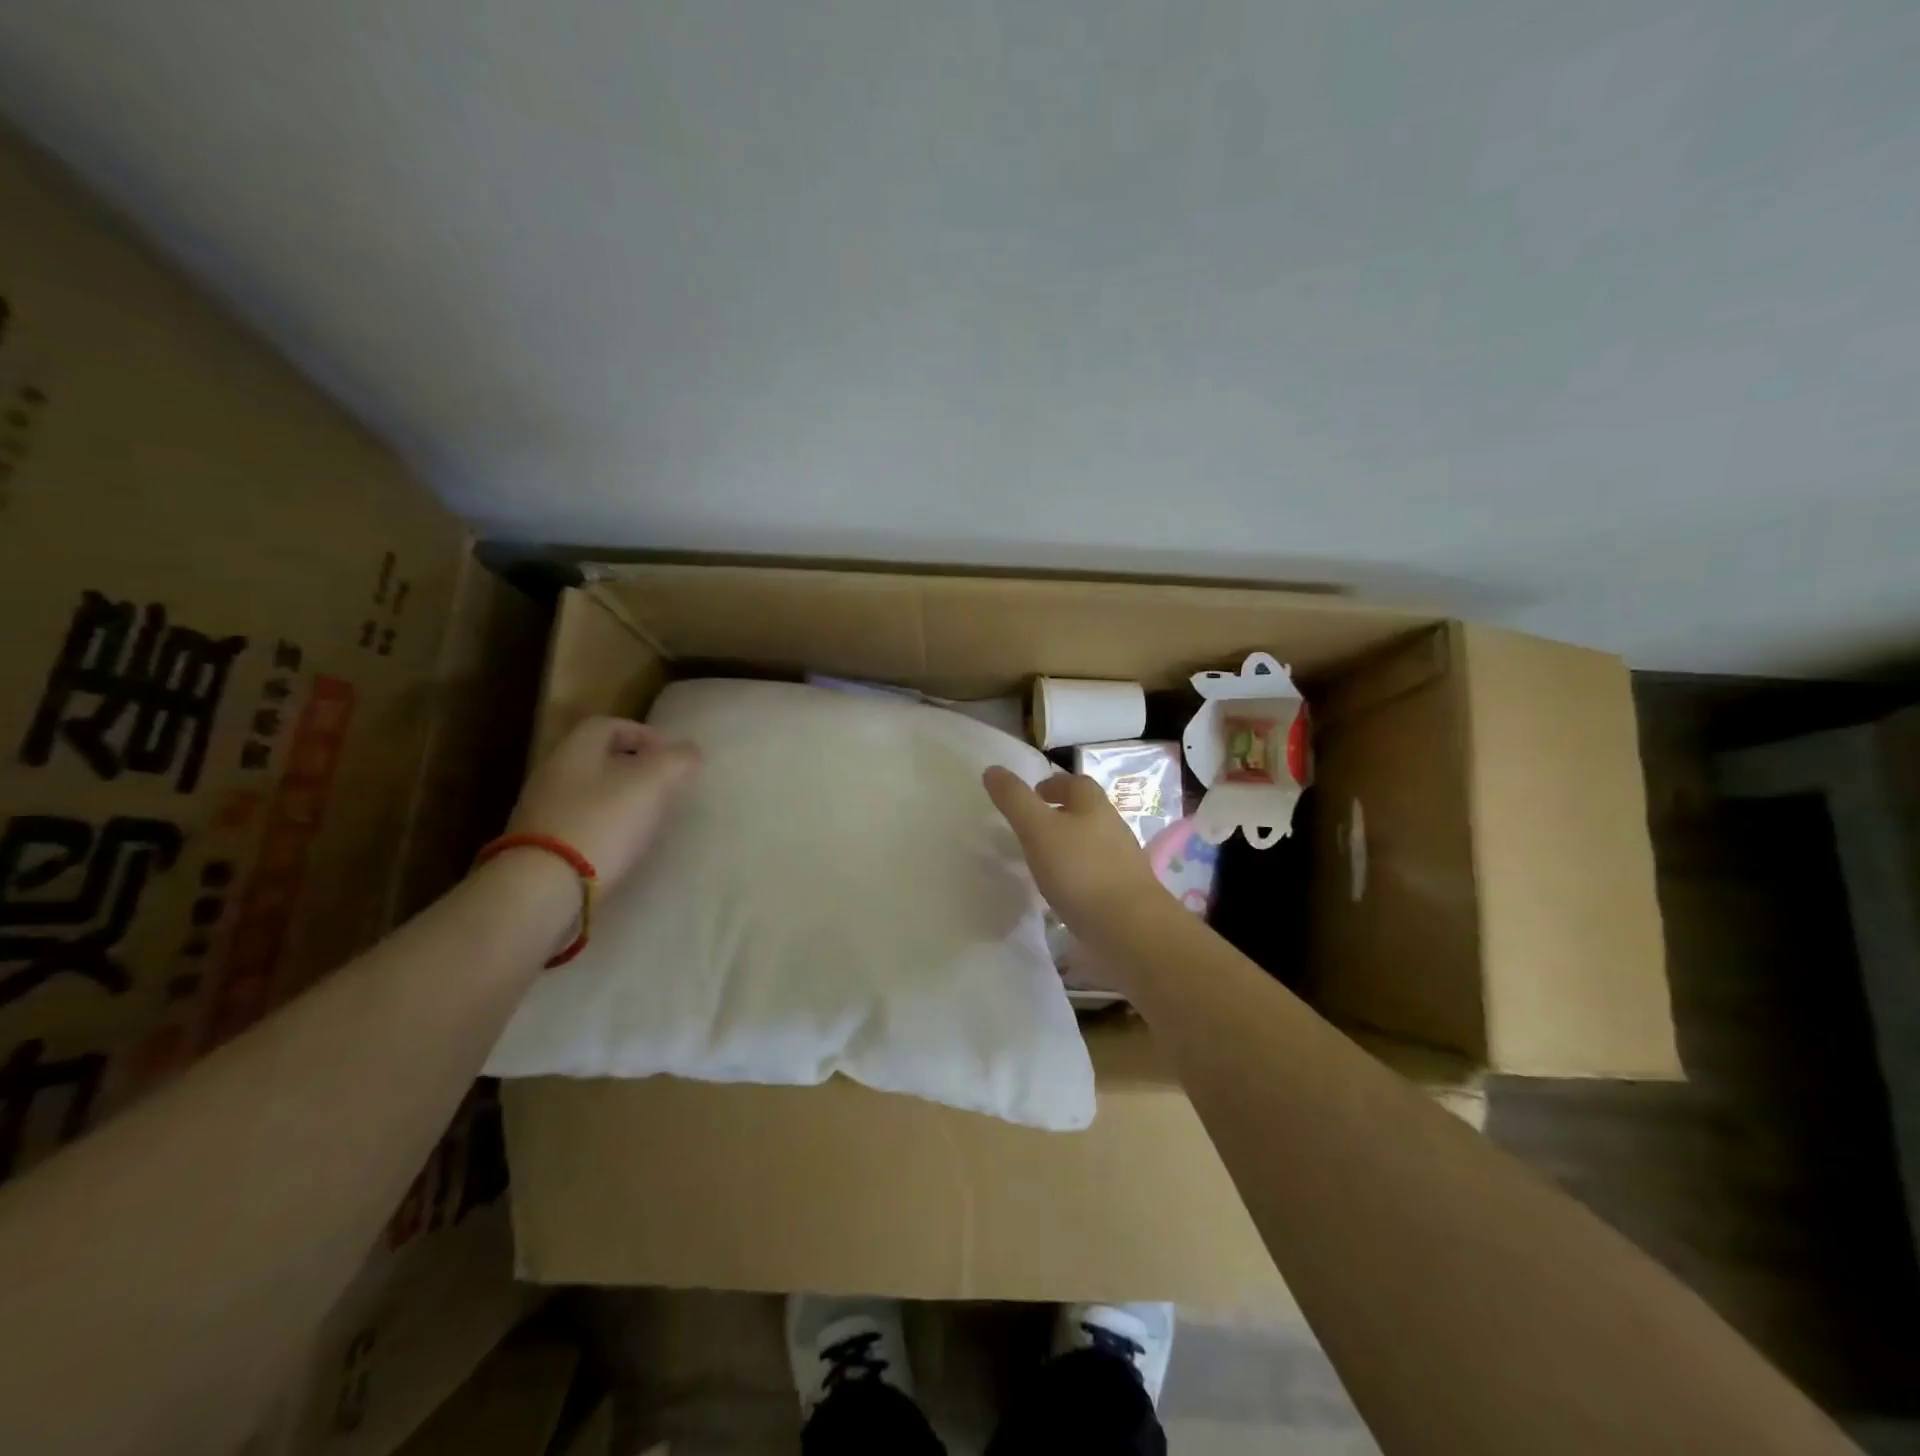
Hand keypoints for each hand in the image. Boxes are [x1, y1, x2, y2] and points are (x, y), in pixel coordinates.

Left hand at [506, 716, 700, 889]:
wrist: (544, 887)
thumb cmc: (602, 822)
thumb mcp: (652, 783)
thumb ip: (676, 761)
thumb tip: (690, 751)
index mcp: (576, 749)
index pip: (609, 725)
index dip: (642, 734)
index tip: (671, 755)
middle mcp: (553, 774)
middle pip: (598, 760)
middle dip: (634, 768)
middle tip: (665, 787)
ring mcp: (541, 812)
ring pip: (589, 793)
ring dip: (620, 800)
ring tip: (649, 818)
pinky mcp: (540, 847)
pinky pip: (581, 824)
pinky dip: (605, 827)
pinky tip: (623, 845)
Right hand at [983, 767, 1165, 936]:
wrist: (1129, 928)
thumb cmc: (1080, 870)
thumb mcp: (1037, 828)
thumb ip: (1014, 799)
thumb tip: (992, 769)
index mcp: (1094, 805)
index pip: (1076, 782)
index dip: (1054, 784)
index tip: (1033, 795)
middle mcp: (1113, 827)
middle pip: (1086, 812)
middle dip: (1061, 814)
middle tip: (1032, 827)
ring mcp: (1122, 862)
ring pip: (1091, 843)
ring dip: (1069, 846)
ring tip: (1042, 861)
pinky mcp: (1123, 893)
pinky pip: (1095, 875)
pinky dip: (1077, 876)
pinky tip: (1063, 892)